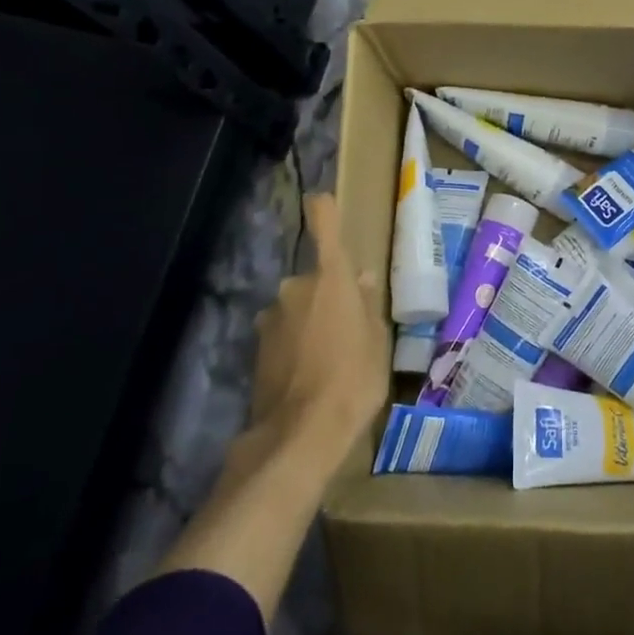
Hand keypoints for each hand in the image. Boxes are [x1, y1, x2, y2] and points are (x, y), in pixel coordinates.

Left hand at [248, 193, 387, 459]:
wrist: (301, 434)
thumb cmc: (355, 378)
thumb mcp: (376, 340)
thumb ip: (367, 304)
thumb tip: (362, 278)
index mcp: (330, 278)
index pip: (323, 224)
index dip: (323, 209)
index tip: (322, 200)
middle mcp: (294, 288)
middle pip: (314, 278)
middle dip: (328, 294)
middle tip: (350, 326)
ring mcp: (271, 317)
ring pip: (297, 307)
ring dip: (310, 320)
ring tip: (330, 357)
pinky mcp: (257, 348)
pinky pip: (284, 333)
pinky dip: (295, 344)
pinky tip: (310, 373)